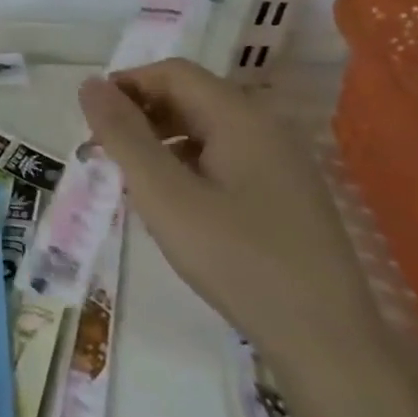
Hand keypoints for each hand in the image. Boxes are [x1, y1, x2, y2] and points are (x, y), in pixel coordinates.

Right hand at [78, 61, 379, 369]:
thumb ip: (124, 136)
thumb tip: (90, 84)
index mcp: (240, 117)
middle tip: (104, 153)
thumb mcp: (165, 196)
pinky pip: (226, 160)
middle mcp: (266, 128)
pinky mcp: (286, 196)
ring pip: (208, 131)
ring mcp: (282, 163)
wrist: (327, 343)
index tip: (91, 119)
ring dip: (162, 141)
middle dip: (141, 115)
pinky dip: (189, 166)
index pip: (173, 73)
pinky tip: (174, 205)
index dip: (127, 84)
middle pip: (192, 97)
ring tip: (132, 180)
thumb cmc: (237, 260)